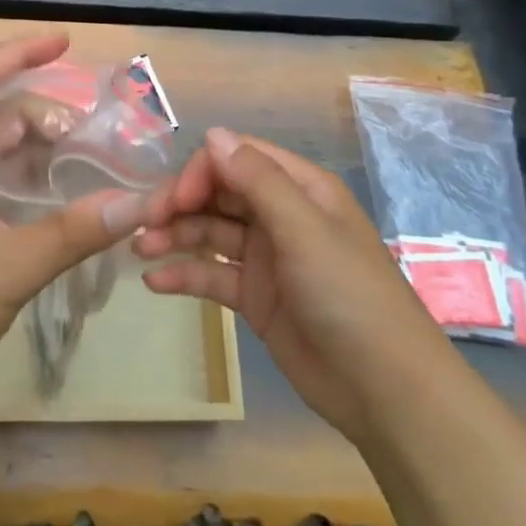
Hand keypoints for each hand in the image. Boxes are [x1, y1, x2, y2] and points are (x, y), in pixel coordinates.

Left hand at [0, 33, 171, 411]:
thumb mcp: (9, 266)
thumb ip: (74, 232)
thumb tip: (139, 202)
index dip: (19, 50)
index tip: (65, 42)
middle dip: (44, 111)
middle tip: (93, 133)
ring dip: (39, 148)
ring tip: (86, 163)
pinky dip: (30, 181)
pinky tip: (61, 201)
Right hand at [135, 128, 453, 441]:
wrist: (385, 391)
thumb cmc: (349, 296)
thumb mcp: (305, 231)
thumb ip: (258, 181)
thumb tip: (212, 134)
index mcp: (300, 189)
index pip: (237, 159)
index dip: (201, 172)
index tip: (175, 200)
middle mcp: (280, 215)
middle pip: (218, 194)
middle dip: (180, 203)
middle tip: (145, 225)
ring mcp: (266, 257)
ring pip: (209, 233)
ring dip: (174, 236)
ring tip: (140, 250)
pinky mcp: (255, 297)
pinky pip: (211, 275)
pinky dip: (183, 275)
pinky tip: (154, 282)